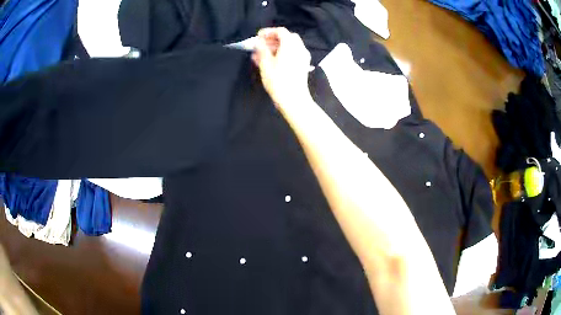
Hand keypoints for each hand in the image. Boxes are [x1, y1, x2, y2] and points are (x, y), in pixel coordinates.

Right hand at [252, 28, 312, 106]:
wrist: (294, 100)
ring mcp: (303, 57)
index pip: (280, 31)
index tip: (258, 36)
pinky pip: (293, 54)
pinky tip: (273, 61)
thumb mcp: (265, 64)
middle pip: (287, 37)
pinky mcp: (303, 65)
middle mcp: (300, 48)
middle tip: (261, 45)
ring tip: (263, 55)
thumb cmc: (278, 81)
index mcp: (290, 45)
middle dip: (273, 39)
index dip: (268, 32)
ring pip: (290, 46)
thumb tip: (258, 43)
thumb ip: (261, 50)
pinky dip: (283, 53)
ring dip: (277, 47)